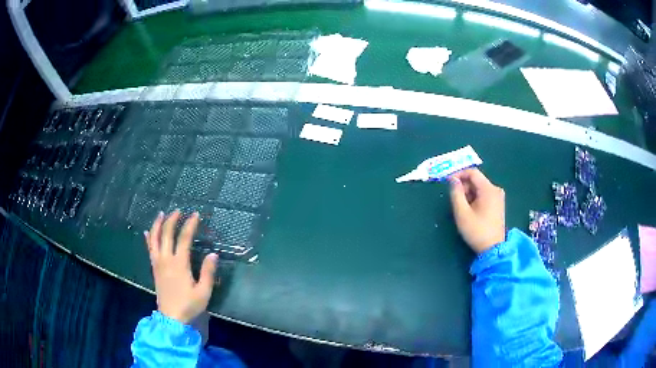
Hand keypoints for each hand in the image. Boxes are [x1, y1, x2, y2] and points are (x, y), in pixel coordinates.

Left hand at [145, 210, 218, 323]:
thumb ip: (207, 272)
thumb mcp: (203, 292)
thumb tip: (213, 254)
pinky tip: (147, 232)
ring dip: (157, 225)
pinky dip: (148, 239)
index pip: (184, 239)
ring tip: (161, 214)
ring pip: (154, 239)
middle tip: (178, 211)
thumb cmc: (189, 305)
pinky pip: (149, 249)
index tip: (195, 215)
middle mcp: (166, 259)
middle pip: (166, 234)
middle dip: (172, 220)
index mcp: (179, 264)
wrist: (171, 318)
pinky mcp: (154, 268)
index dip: (189, 225)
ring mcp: (157, 263)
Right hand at [448, 169, 505, 253]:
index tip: (448, 182)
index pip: (472, 172)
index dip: (459, 174)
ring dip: (469, 193)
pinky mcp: (498, 205)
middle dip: (463, 186)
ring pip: (480, 188)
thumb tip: (453, 180)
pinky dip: (475, 198)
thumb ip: (456, 193)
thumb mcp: (462, 212)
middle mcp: (495, 189)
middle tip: (454, 198)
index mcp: (488, 189)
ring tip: (461, 206)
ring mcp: (498, 197)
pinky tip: (470, 210)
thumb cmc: (477, 230)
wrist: (493, 248)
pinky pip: (484, 195)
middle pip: (476, 180)